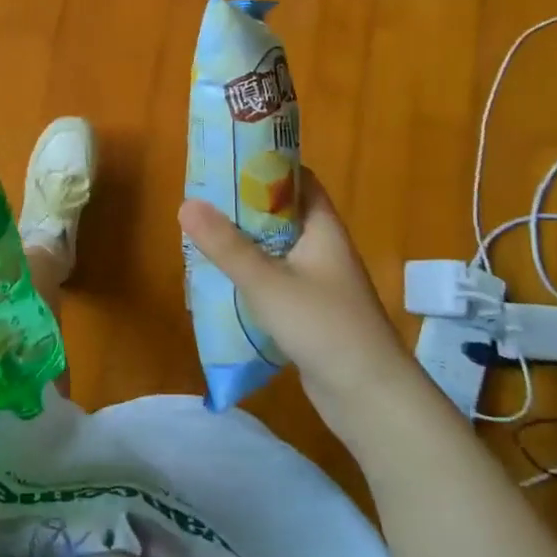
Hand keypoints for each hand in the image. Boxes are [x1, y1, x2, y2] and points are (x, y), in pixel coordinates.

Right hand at [178, 171, 408, 418]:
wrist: (370, 398)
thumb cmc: (324, 327)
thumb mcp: (267, 283)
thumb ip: (226, 245)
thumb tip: (186, 204)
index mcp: (323, 229)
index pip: (298, 181)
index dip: (267, 166)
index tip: (228, 159)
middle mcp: (322, 249)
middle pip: (281, 215)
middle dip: (243, 206)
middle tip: (202, 199)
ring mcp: (318, 283)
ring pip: (275, 250)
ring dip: (243, 243)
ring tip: (202, 235)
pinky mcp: (309, 312)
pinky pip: (274, 281)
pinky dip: (249, 275)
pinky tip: (220, 281)